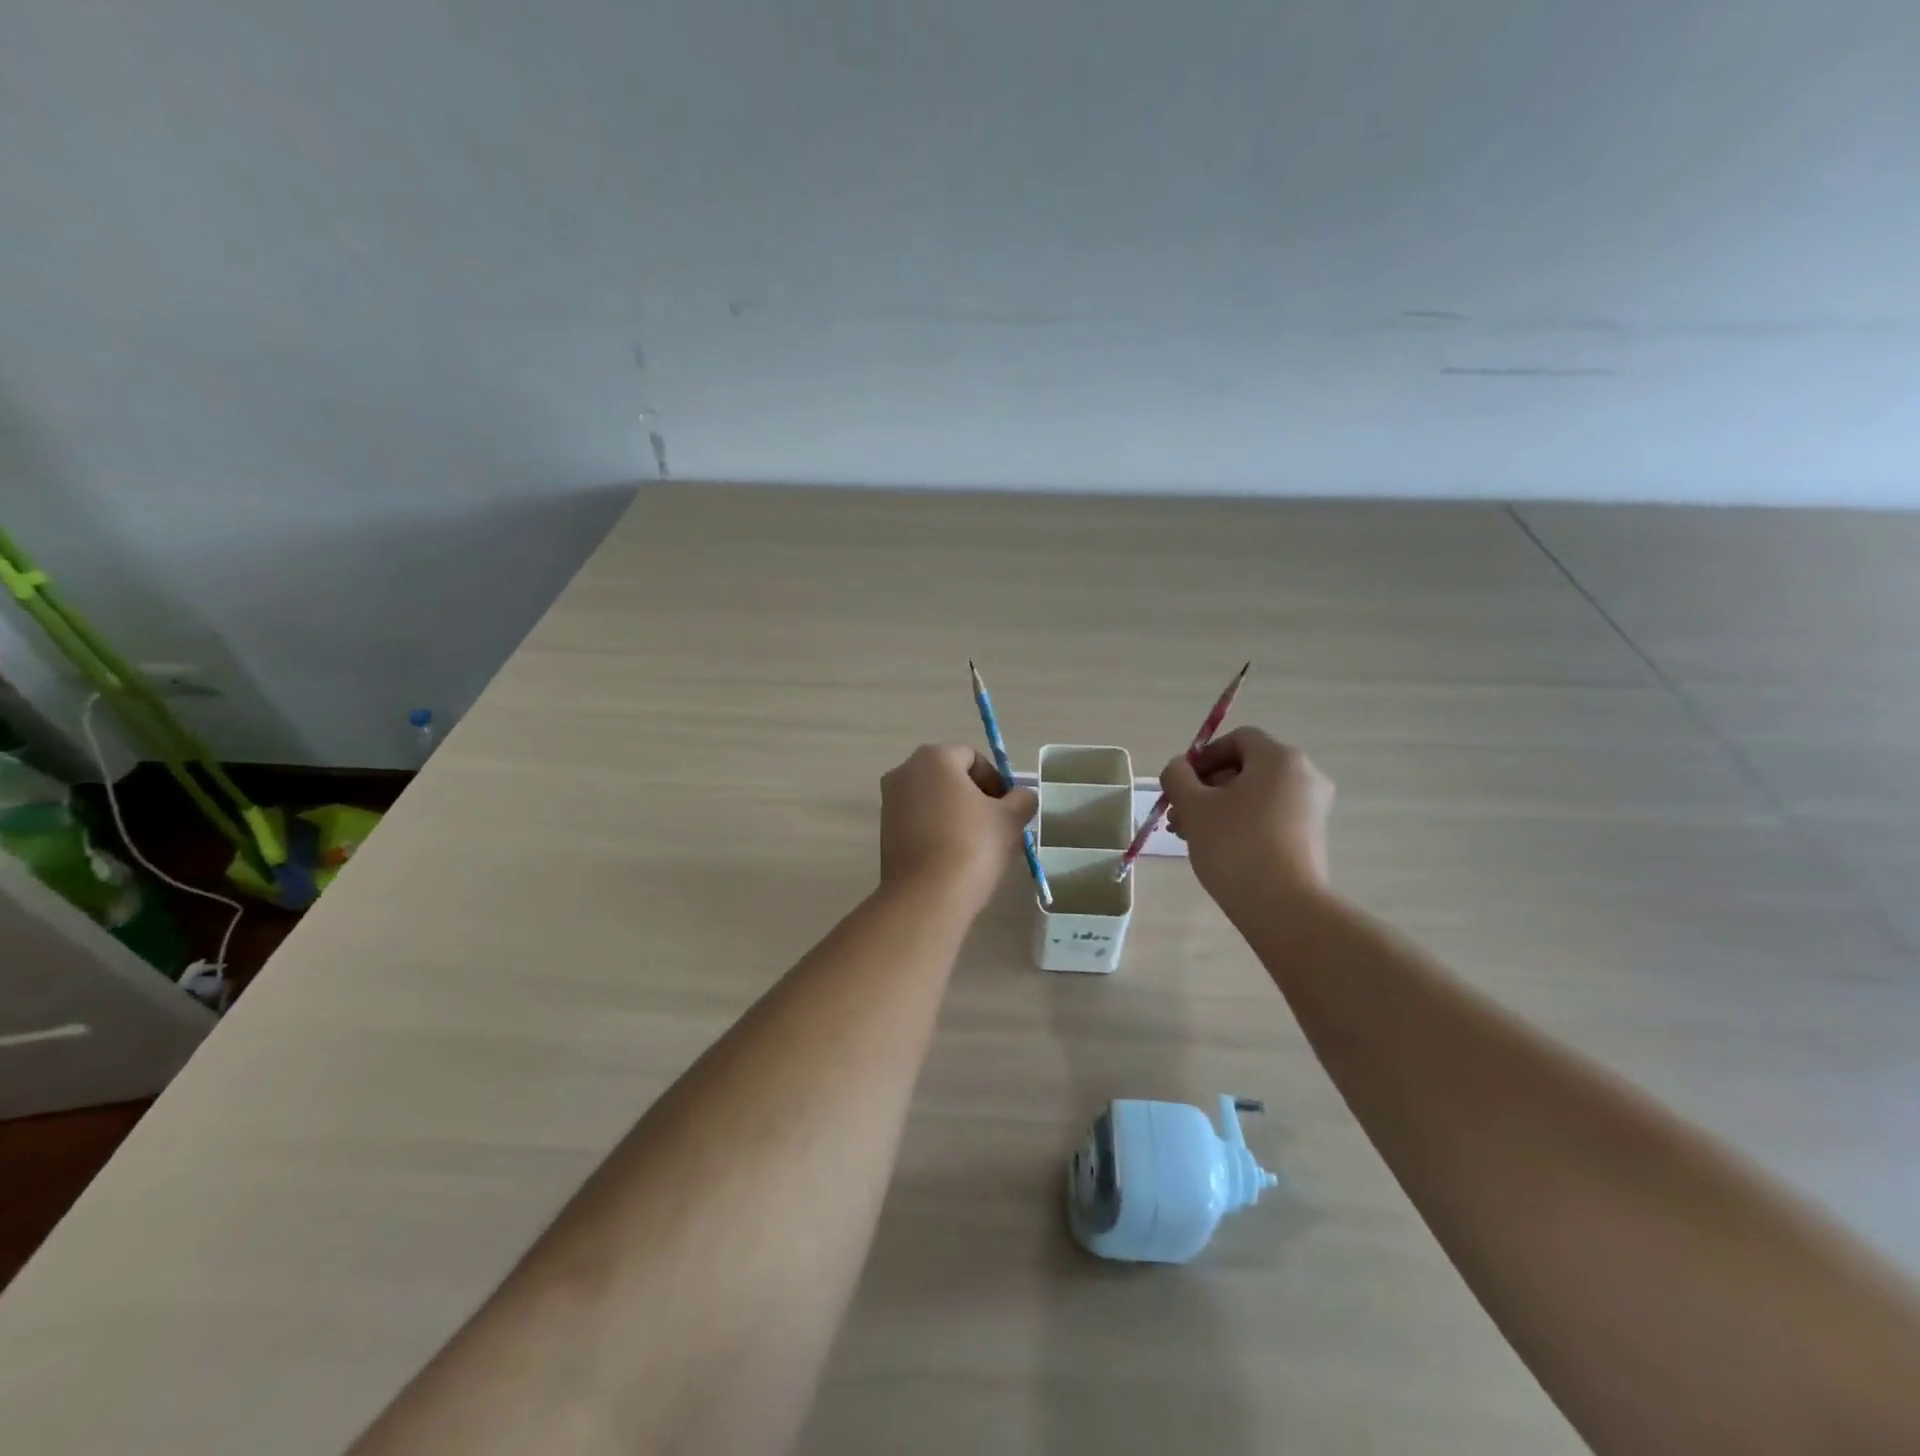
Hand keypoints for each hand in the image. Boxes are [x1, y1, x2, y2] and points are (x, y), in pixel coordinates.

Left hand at [880, 745, 1039, 912]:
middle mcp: (904, 771)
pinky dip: (938, 830)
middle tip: (997, 827)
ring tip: (978, 846)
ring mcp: (889, 802)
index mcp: (934, 757)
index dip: (996, 781)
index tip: (1009, 809)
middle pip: (950, 777)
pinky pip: (919, 821)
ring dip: (957, 814)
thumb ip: (1021, 800)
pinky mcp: (884, 831)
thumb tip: (1020, 797)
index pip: (973, 758)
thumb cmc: (972, 845)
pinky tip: (955, 857)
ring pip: (934, 800)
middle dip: (976, 797)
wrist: (926, 897)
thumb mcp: (1010, 819)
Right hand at [1160, 727, 1333, 907]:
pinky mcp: (1311, 836)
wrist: (1283, 906)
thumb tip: (1178, 768)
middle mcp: (1304, 775)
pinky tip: (1215, 846)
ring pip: (1255, 794)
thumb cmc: (1235, 844)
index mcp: (1280, 758)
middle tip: (1179, 813)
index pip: (1238, 739)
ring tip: (1188, 833)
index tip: (1181, 782)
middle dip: (1206, 786)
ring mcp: (1312, 807)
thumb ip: (1177, 777)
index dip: (1204, 756)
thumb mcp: (1194, 806)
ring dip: (1219, 806)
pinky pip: (1270, 815)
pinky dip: (1242, 822)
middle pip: (1246, 768)